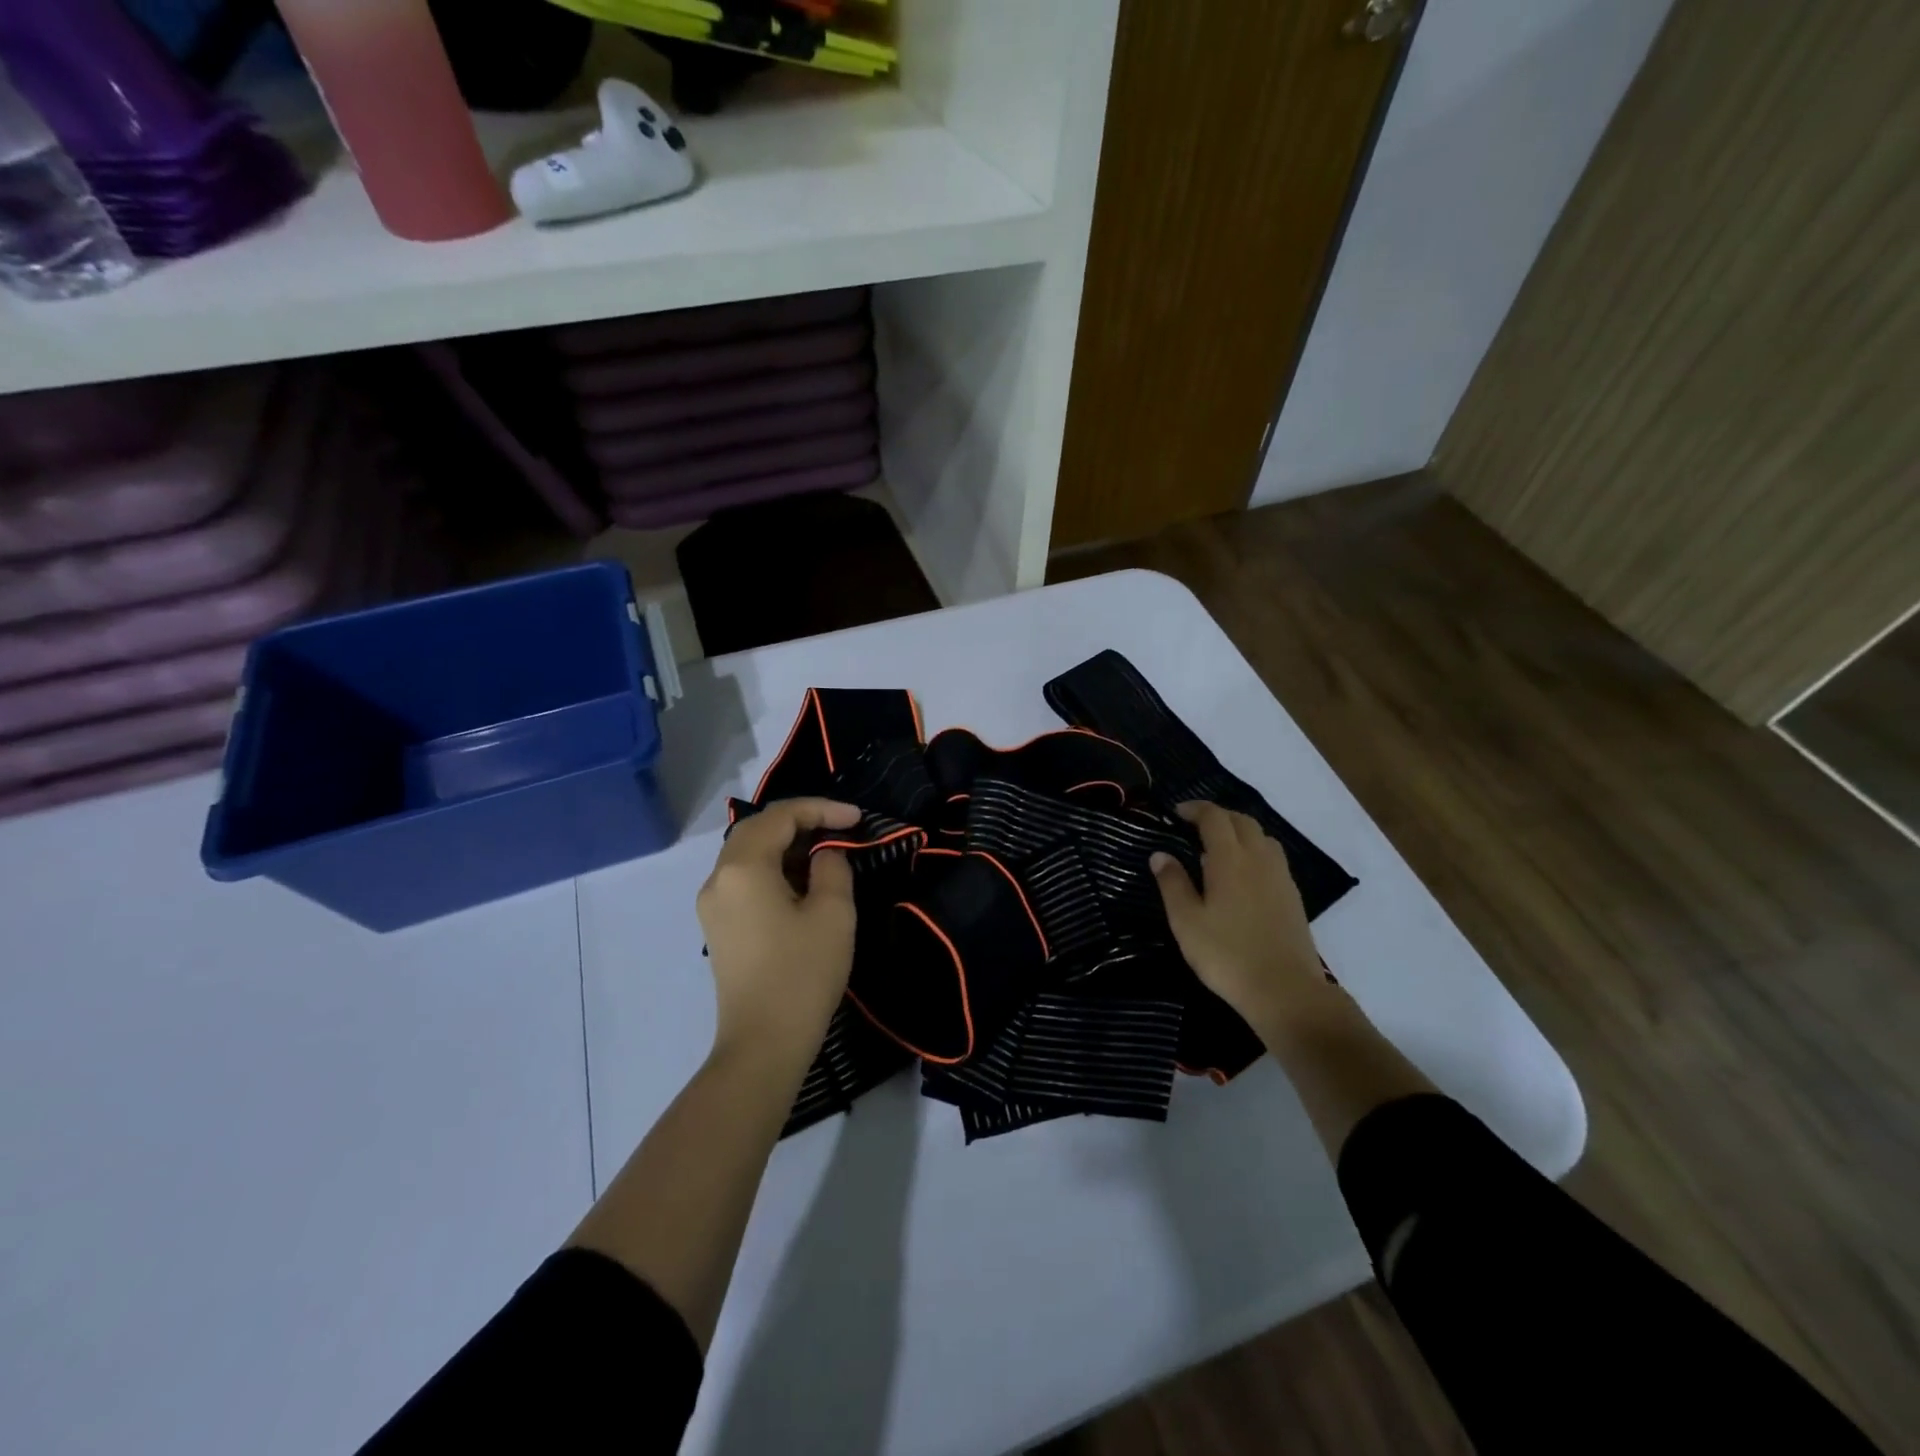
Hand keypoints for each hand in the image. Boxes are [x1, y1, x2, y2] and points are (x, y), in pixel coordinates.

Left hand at [697, 797, 860, 1069]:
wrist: (763, 1044)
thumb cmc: (802, 974)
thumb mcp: (832, 913)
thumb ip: (832, 867)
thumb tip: (824, 854)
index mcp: (743, 867)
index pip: (781, 816)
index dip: (822, 809)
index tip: (857, 818)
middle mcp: (718, 878)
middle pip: (757, 829)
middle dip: (801, 821)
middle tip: (840, 829)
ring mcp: (713, 904)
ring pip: (748, 853)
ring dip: (786, 845)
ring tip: (826, 853)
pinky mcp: (719, 926)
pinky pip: (744, 879)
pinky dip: (773, 868)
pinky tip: (802, 883)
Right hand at [1150, 801, 1333, 1041]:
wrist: (1285, 990)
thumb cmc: (1226, 954)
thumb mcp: (1186, 921)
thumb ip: (1172, 883)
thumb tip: (1160, 854)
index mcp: (1229, 858)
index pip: (1214, 817)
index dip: (1195, 808)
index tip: (1176, 812)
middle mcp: (1258, 858)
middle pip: (1241, 821)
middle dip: (1218, 816)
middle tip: (1194, 827)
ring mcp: (1280, 877)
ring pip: (1262, 837)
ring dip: (1240, 832)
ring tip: (1219, 848)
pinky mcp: (1293, 896)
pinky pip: (1273, 858)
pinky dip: (1255, 852)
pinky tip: (1243, 875)